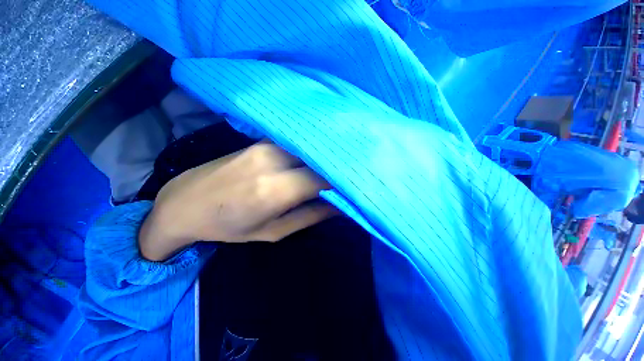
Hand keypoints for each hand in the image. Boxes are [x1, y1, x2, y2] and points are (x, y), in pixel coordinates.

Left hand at [139, 143, 337, 260]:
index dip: (341, 181)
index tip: (351, 187)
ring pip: (308, 147)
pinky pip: (295, 143)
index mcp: (275, 189)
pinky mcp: (261, 140)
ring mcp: (266, 145)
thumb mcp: (273, 231)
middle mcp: (273, 160)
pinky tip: (313, 158)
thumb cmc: (228, 226)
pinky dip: (308, 151)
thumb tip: (340, 205)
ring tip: (332, 168)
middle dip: (335, 167)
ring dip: (322, 158)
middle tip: (346, 177)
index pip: (323, 178)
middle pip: (318, 158)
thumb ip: (311, 216)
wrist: (184, 202)